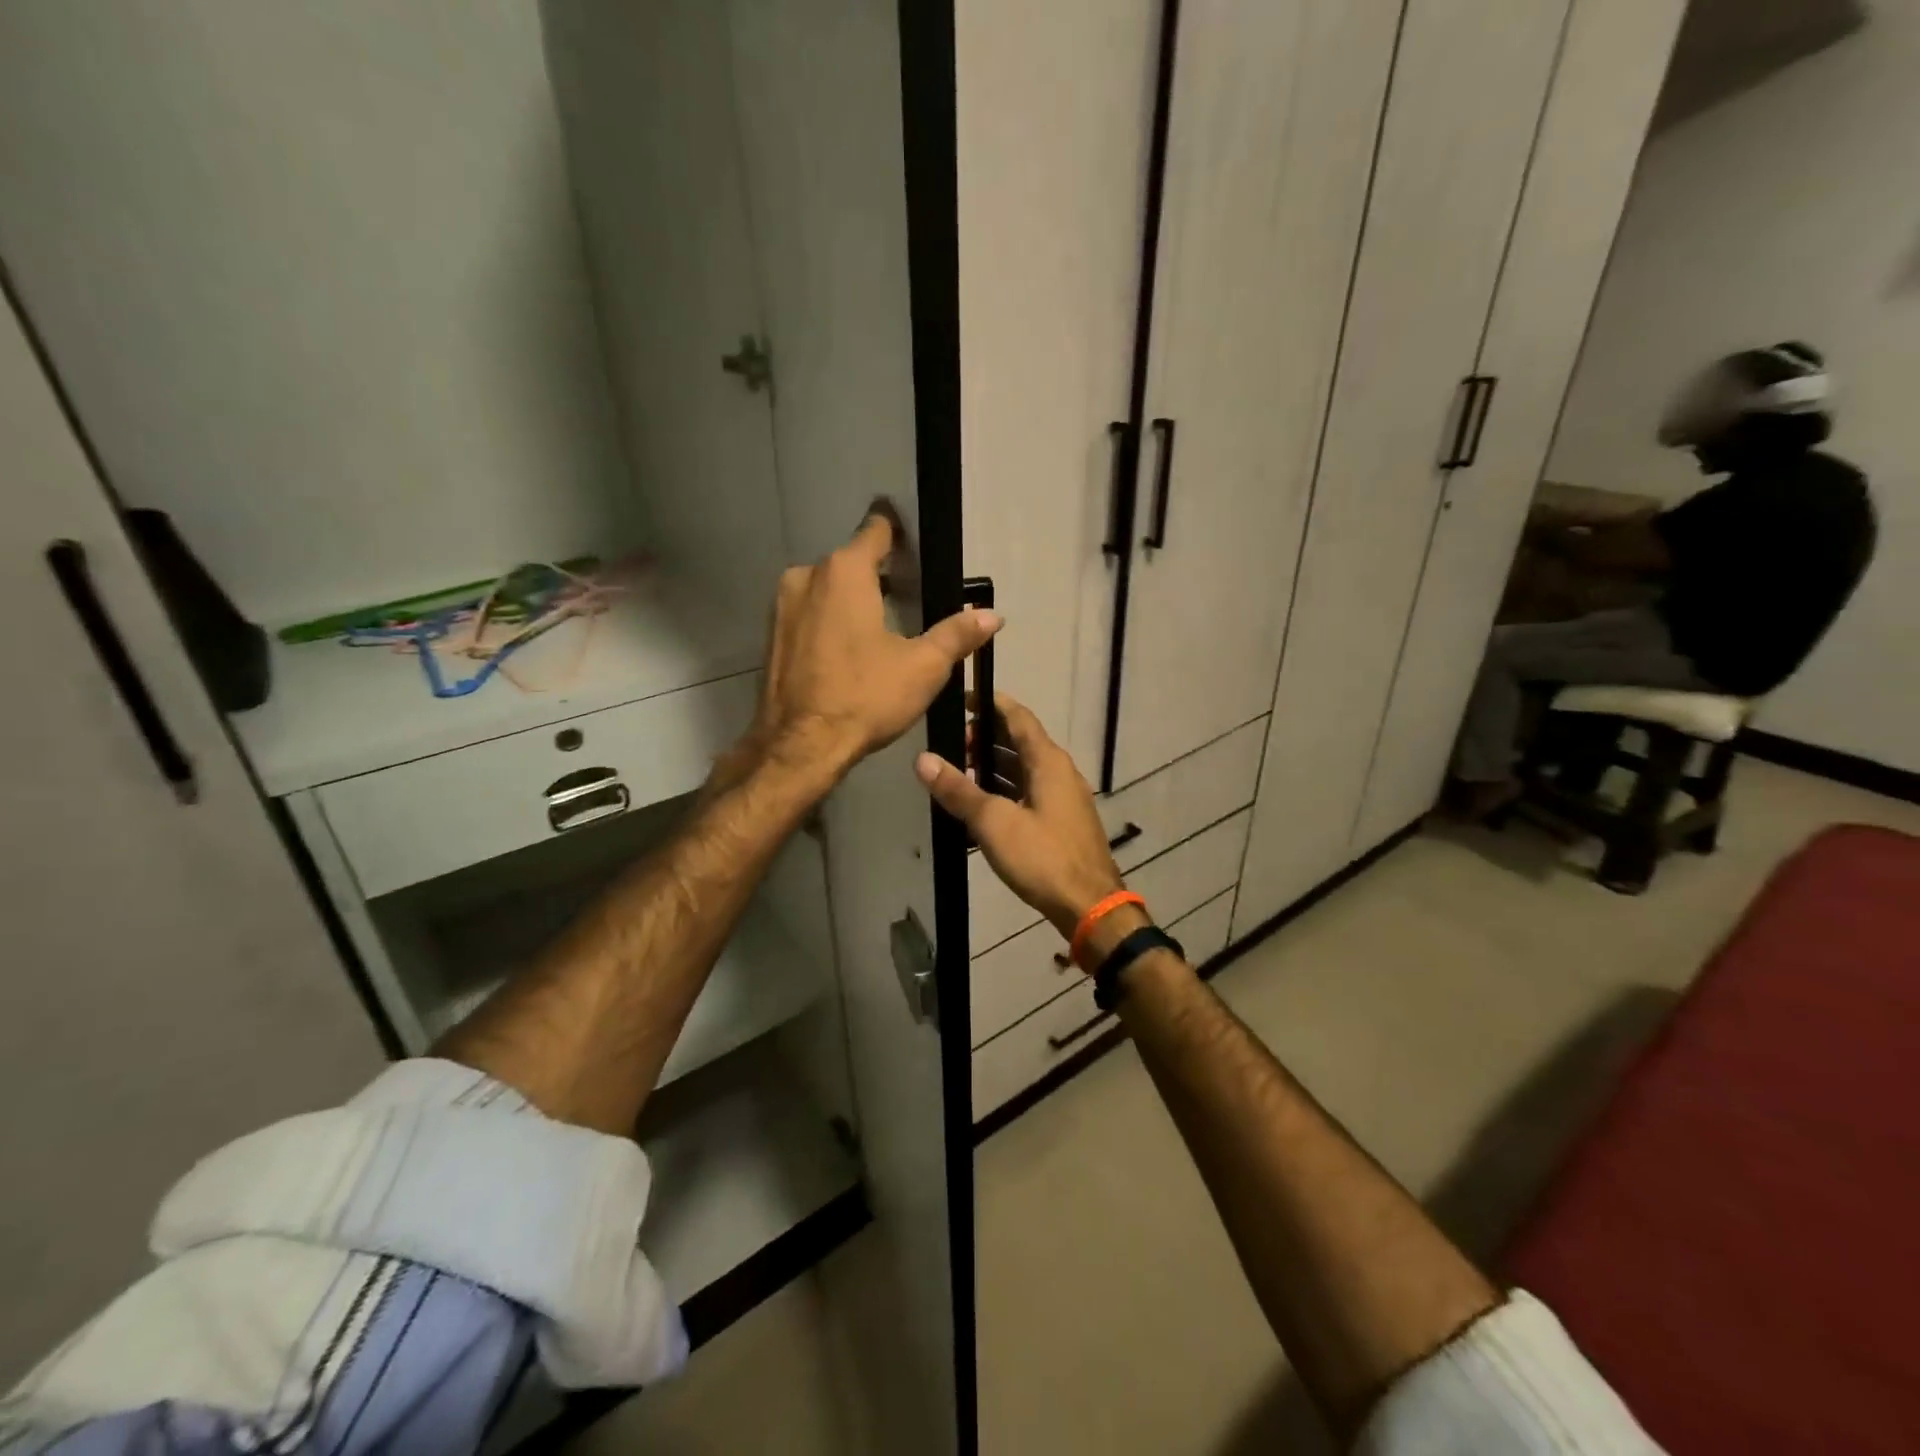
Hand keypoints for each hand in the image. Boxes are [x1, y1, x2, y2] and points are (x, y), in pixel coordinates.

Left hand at [735, 512, 1001, 784]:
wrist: (800, 746)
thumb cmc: (864, 697)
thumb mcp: (923, 667)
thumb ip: (957, 634)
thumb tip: (993, 616)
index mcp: (845, 572)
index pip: (876, 530)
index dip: (897, 532)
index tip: (913, 541)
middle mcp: (807, 576)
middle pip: (850, 562)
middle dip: (878, 574)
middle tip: (910, 595)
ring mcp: (782, 606)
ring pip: (827, 589)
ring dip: (852, 599)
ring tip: (882, 625)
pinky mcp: (772, 635)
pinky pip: (808, 613)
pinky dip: (830, 621)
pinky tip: (849, 649)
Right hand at [914, 693, 1126, 939]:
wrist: (1089, 906)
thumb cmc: (1043, 857)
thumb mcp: (993, 822)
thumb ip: (958, 790)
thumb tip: (922, 759)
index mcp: (1048, 761)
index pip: (1018, 716)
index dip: (991, 704)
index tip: (962, 699)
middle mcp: (1059, 772)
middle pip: (1019, 742)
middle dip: (984, 739)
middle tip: (950, 746)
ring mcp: (1063, 798)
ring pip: (1023, 769)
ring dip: (992, 767)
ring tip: (958, 775)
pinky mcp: (1061, 822)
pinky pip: (1028, 793)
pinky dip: (1004, 790)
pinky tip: (980, 807)